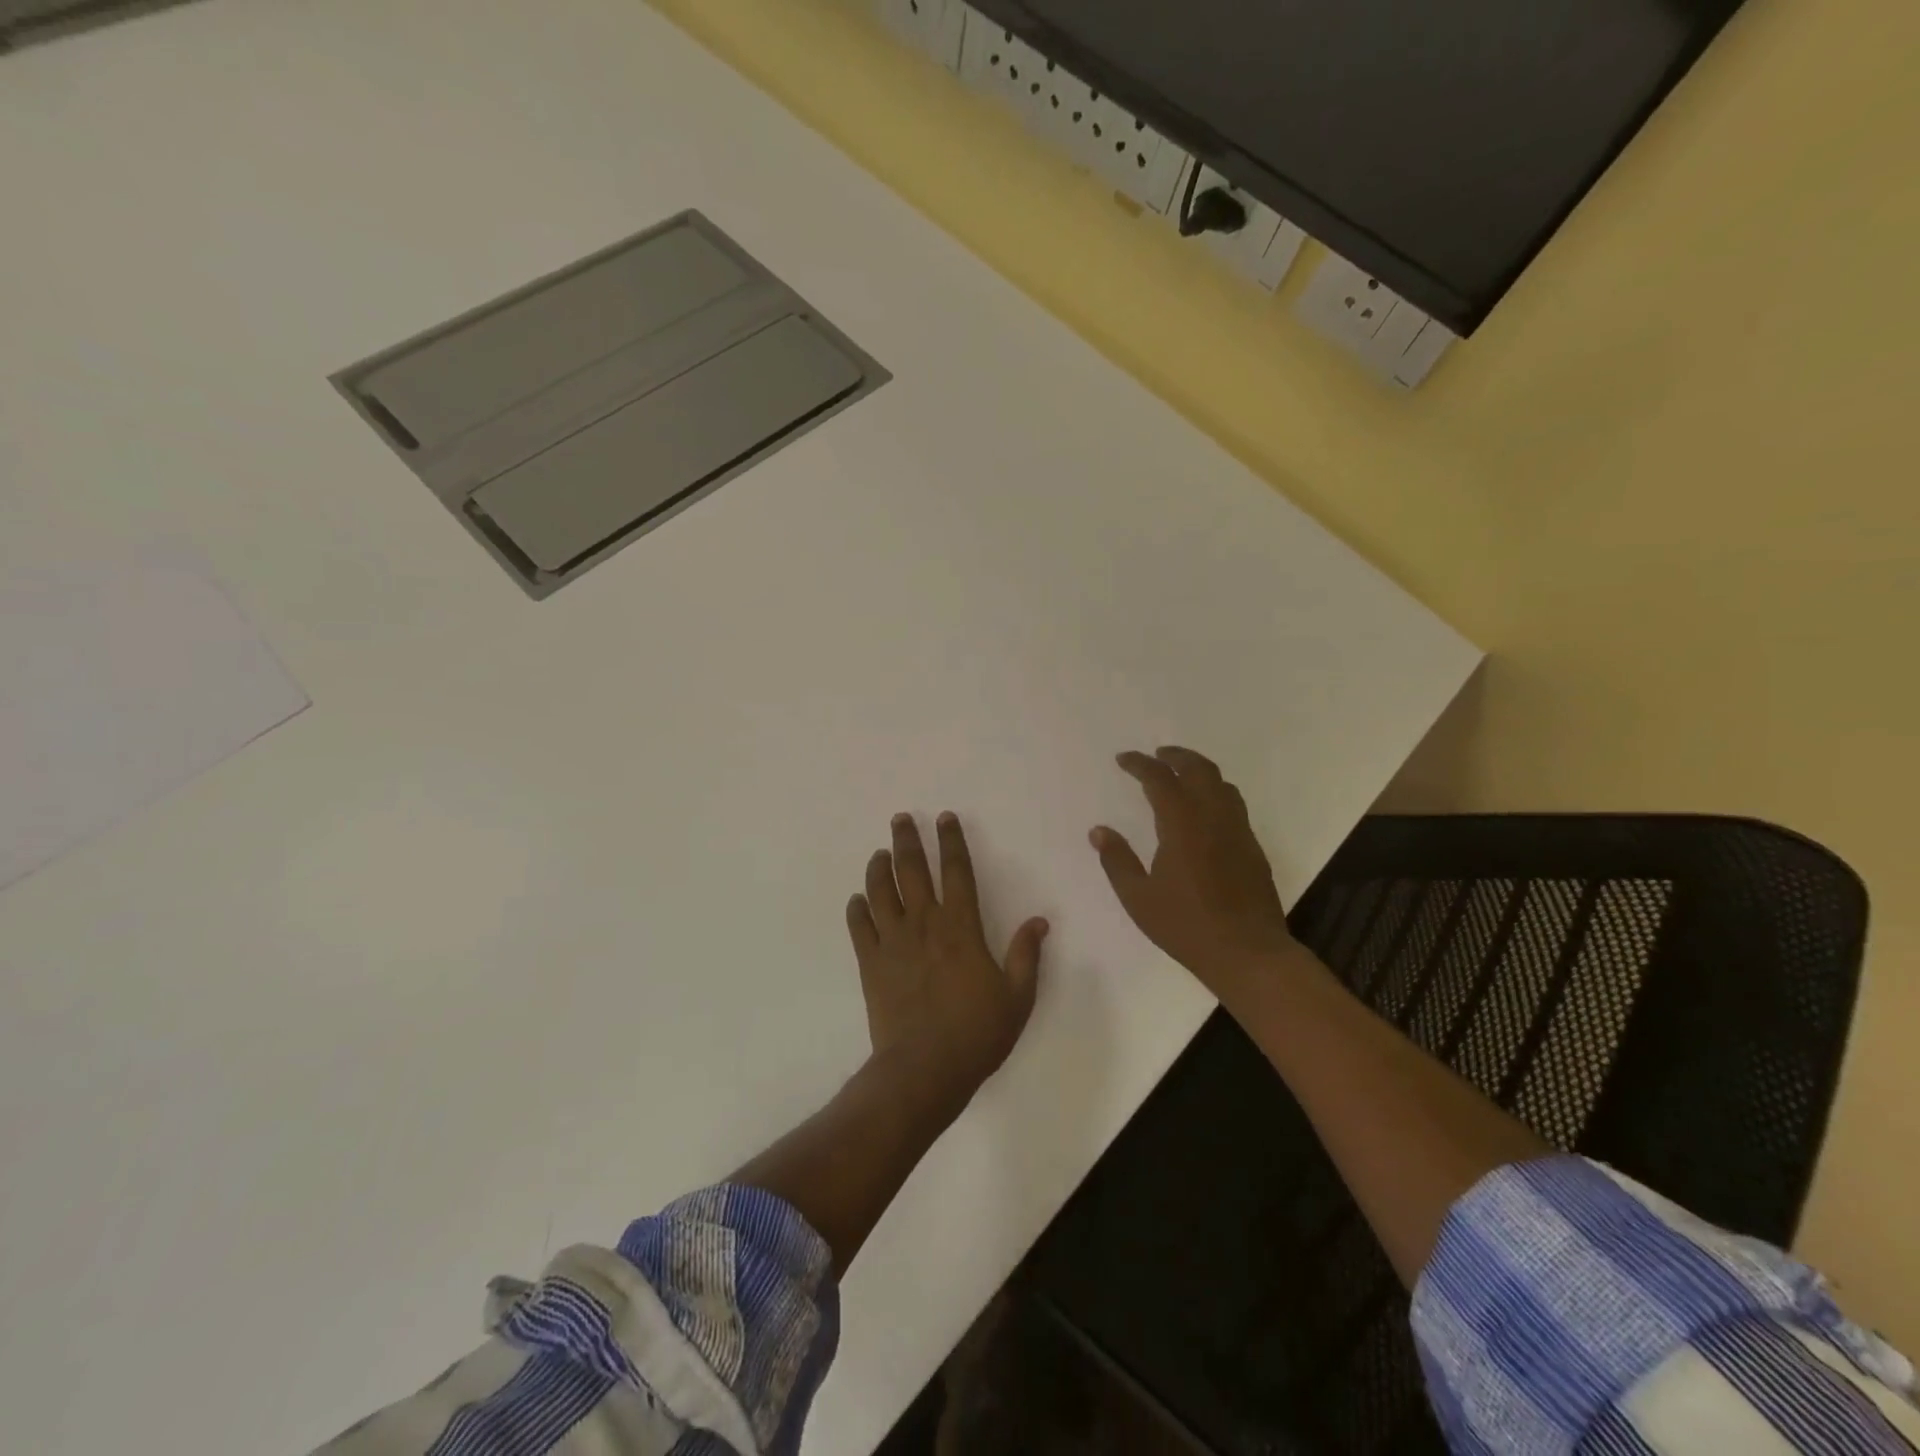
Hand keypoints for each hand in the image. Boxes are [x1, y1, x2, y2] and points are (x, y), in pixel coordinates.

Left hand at [847, 812, 1047, 1120]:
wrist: (924, 1069)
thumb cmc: (976, 1033)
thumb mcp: (1017, 997)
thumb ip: (1027, 955)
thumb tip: (1039, 921)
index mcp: (961, 927)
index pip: (957, 871)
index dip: (952, 841)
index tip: (945, 818)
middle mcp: (924, 923)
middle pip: (911, 870)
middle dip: (907, 840)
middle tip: (900, 819)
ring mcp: (892, 941)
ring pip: (880, 891)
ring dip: (878, 867)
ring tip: (879, 853)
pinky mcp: (870, 963)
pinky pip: (859, 926)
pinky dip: (857, 908)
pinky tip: (858, 899)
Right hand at [1090, 747, 1296, 998]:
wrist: (1248, 953)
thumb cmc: (1186, 926)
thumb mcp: (1139, 898)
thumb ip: (1117, 860)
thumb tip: (1099, 831)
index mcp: (1183, 825)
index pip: (1160, 779)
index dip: (1140, 764)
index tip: (1123, 759)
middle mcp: (1214, 818)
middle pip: (1198, 769)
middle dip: (1175, 756)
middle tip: (1156, 755)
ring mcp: (1238, 831)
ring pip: (1222, 783)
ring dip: (1199, 770)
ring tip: (1181, 774)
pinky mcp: (1252, 847)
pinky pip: (1234, 803)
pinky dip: (1215, 791)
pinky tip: (1204, 809)